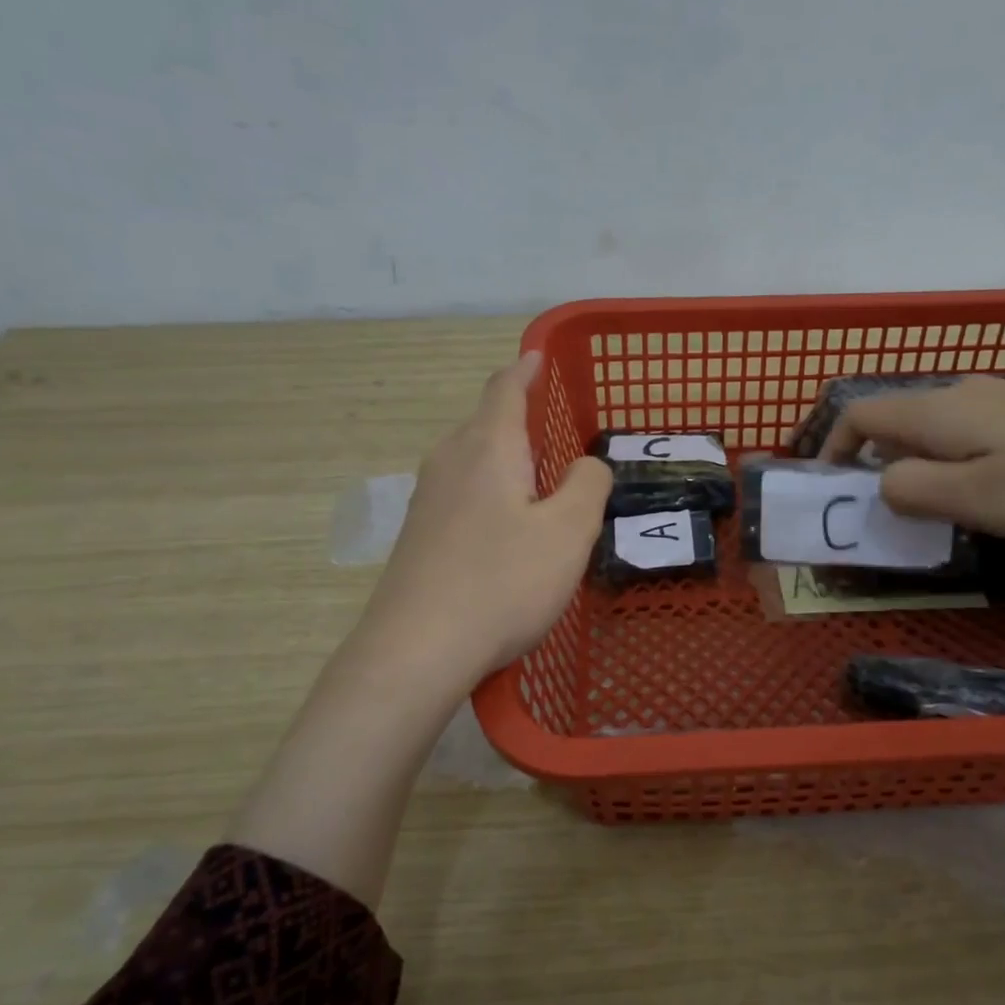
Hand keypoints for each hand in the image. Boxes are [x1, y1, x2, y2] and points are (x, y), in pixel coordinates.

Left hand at [358, 351, 611, 683]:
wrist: (416, 649)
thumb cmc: (502, 582)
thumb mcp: (568, 532)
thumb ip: (588, 485)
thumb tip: (586, 465)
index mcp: (487, 448)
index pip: (505, 389)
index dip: (525, 369)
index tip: (537, 355)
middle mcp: (450, 462)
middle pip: (485, 423)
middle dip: (518, 417)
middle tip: (556, 430)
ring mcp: (427, 501)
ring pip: (471, 460)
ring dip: (505, 458)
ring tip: (538, 478)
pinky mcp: (419, 537)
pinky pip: (461, 494)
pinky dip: (490, 492)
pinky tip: (506, 526)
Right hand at [822, 376, 1004, 543]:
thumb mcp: (974, 498)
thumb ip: (911, 489)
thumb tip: (881, 483)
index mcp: (937, 410)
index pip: (859, 414)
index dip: (834, 448)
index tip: (832, 490)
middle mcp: (961, 395)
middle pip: (892, 421)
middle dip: (872, 464)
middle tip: (879, 514)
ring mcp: (1000, 402)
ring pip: (931, 430)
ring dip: (913, 467)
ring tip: (927, 512)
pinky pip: (966, 436)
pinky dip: (949, 464)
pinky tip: (980, 495)